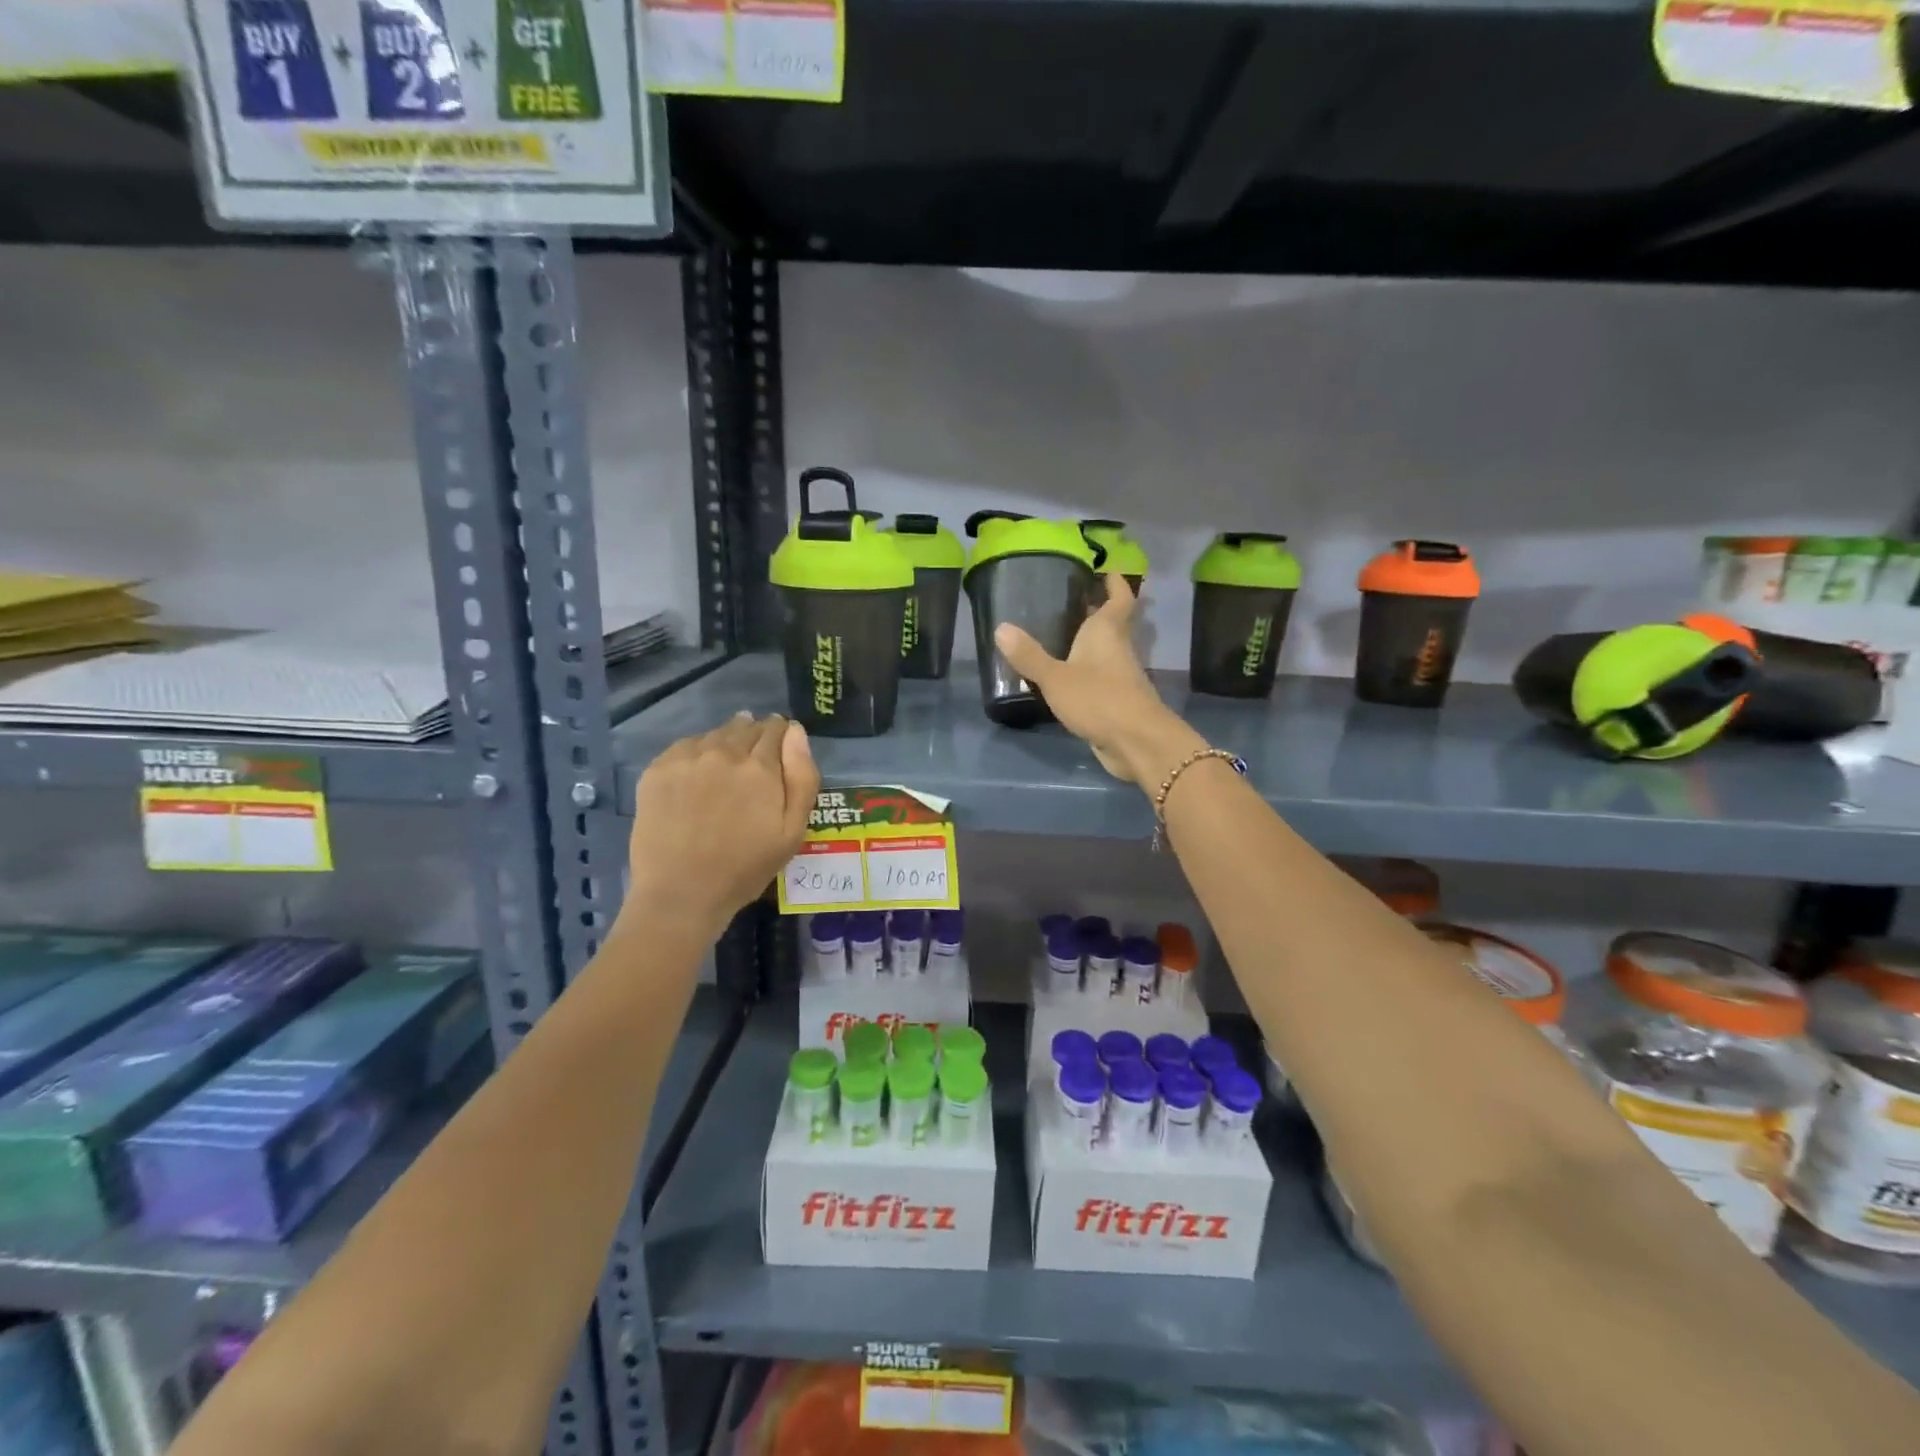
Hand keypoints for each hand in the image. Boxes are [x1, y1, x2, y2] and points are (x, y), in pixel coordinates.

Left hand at [625, 713, 819, 937]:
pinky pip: (685, 746)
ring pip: (715, 734)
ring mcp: (687, 758)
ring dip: (727, 741)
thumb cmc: (745, 867)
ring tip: (727, 765)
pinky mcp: (657, 770)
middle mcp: (724, 752)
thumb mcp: (793, 831)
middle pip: (745, 727)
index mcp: (760, 766)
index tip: (781, 747)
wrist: (682, 893)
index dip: (781, 734)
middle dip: (756, 735)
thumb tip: (795, 732)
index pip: (776, 730)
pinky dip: (697, 752)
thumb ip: (802, 777)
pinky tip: (699, 773)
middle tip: (756, 759)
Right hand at [994, 575, 1204, 788]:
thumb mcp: (1055, 677)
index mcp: (1107, 631)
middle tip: (1067, 600)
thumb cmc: (1098, 699)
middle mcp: (1118, 647)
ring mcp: (1121, 676)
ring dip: (1089, 642)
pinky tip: (1065, 676)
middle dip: (1095, 610)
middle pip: (1112, 622)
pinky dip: (1087, 671)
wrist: (1136, 742)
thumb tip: (1001, 627)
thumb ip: (1029, 655)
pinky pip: (1102, 677)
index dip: (1114, 582)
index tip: (1104, 570)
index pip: (1119, 597)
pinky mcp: (1119, 700)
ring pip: (1106, 650)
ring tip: (1057, 636)